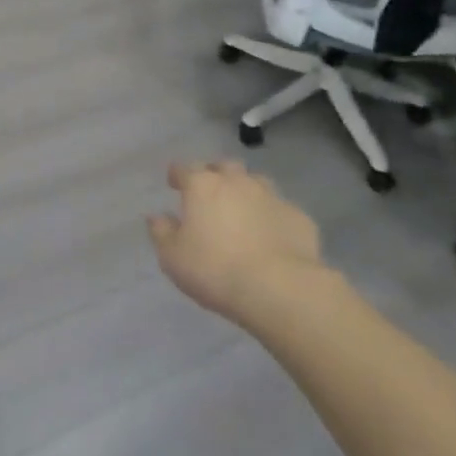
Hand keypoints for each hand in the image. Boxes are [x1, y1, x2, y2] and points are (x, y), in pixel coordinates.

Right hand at [148, 161, 328, 324]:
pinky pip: (280, 209)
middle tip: (210, 193)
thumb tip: (156, 216)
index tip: (173, 183)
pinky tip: (272, 236)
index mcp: (202, 185)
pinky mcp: (299, 217)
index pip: (184, 169)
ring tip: (242, 211)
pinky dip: (272, 217)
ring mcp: (271, 196)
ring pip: (256, 182)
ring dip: (246, 191)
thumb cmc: (215, 269)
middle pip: (223, 166)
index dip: (177, 174)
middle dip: (215, 174)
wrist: (280, 288)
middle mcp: (237, 181)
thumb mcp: (173, 257)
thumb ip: (162, 232)